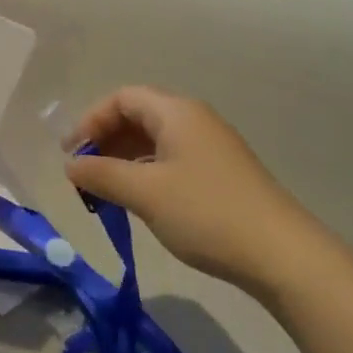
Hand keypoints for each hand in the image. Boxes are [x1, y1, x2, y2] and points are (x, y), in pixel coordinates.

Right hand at [64, 86, 309, 286]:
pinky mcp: (221, 173)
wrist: (282, 254)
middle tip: (84, 173)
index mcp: (176, 112)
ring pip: (155, 140)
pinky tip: (140, 199)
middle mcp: (194, 120)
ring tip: (105, 190)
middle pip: (138, 115)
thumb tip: (70, 165)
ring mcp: (211, 147)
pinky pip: (171, 159)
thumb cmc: (206, 213)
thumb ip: (102, 174)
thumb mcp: (145, 193)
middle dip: (105, 140)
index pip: (122, 98)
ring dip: (124, 158)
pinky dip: (146, 171)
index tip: (72, 155)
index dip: (91, 121)